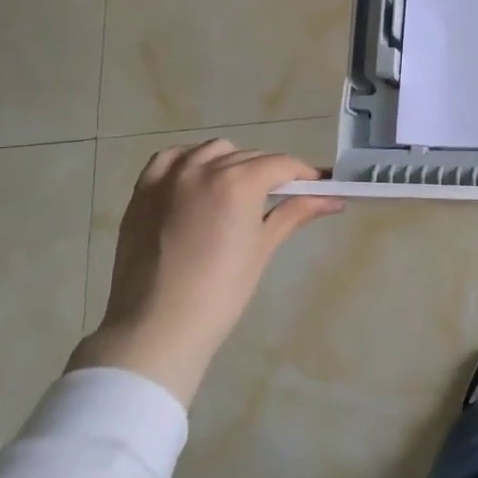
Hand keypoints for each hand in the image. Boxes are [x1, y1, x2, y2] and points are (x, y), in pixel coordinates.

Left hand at [70, 141, 343, 404]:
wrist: (158, 326)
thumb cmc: (221, 292)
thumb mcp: (263, 248)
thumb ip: (295, 213)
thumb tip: (334, 199)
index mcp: (238, 182)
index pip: (281, 164)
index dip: (305, 174)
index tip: (320, 186)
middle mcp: (203, 168)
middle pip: (250, 157)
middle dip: (271, 172)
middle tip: (285, 196)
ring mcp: (169, 176)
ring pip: (212, 151)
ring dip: (233, 161)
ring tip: (240, 190)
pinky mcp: (143, 190)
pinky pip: (171, 158)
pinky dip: (190, 160)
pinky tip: (199, 179)